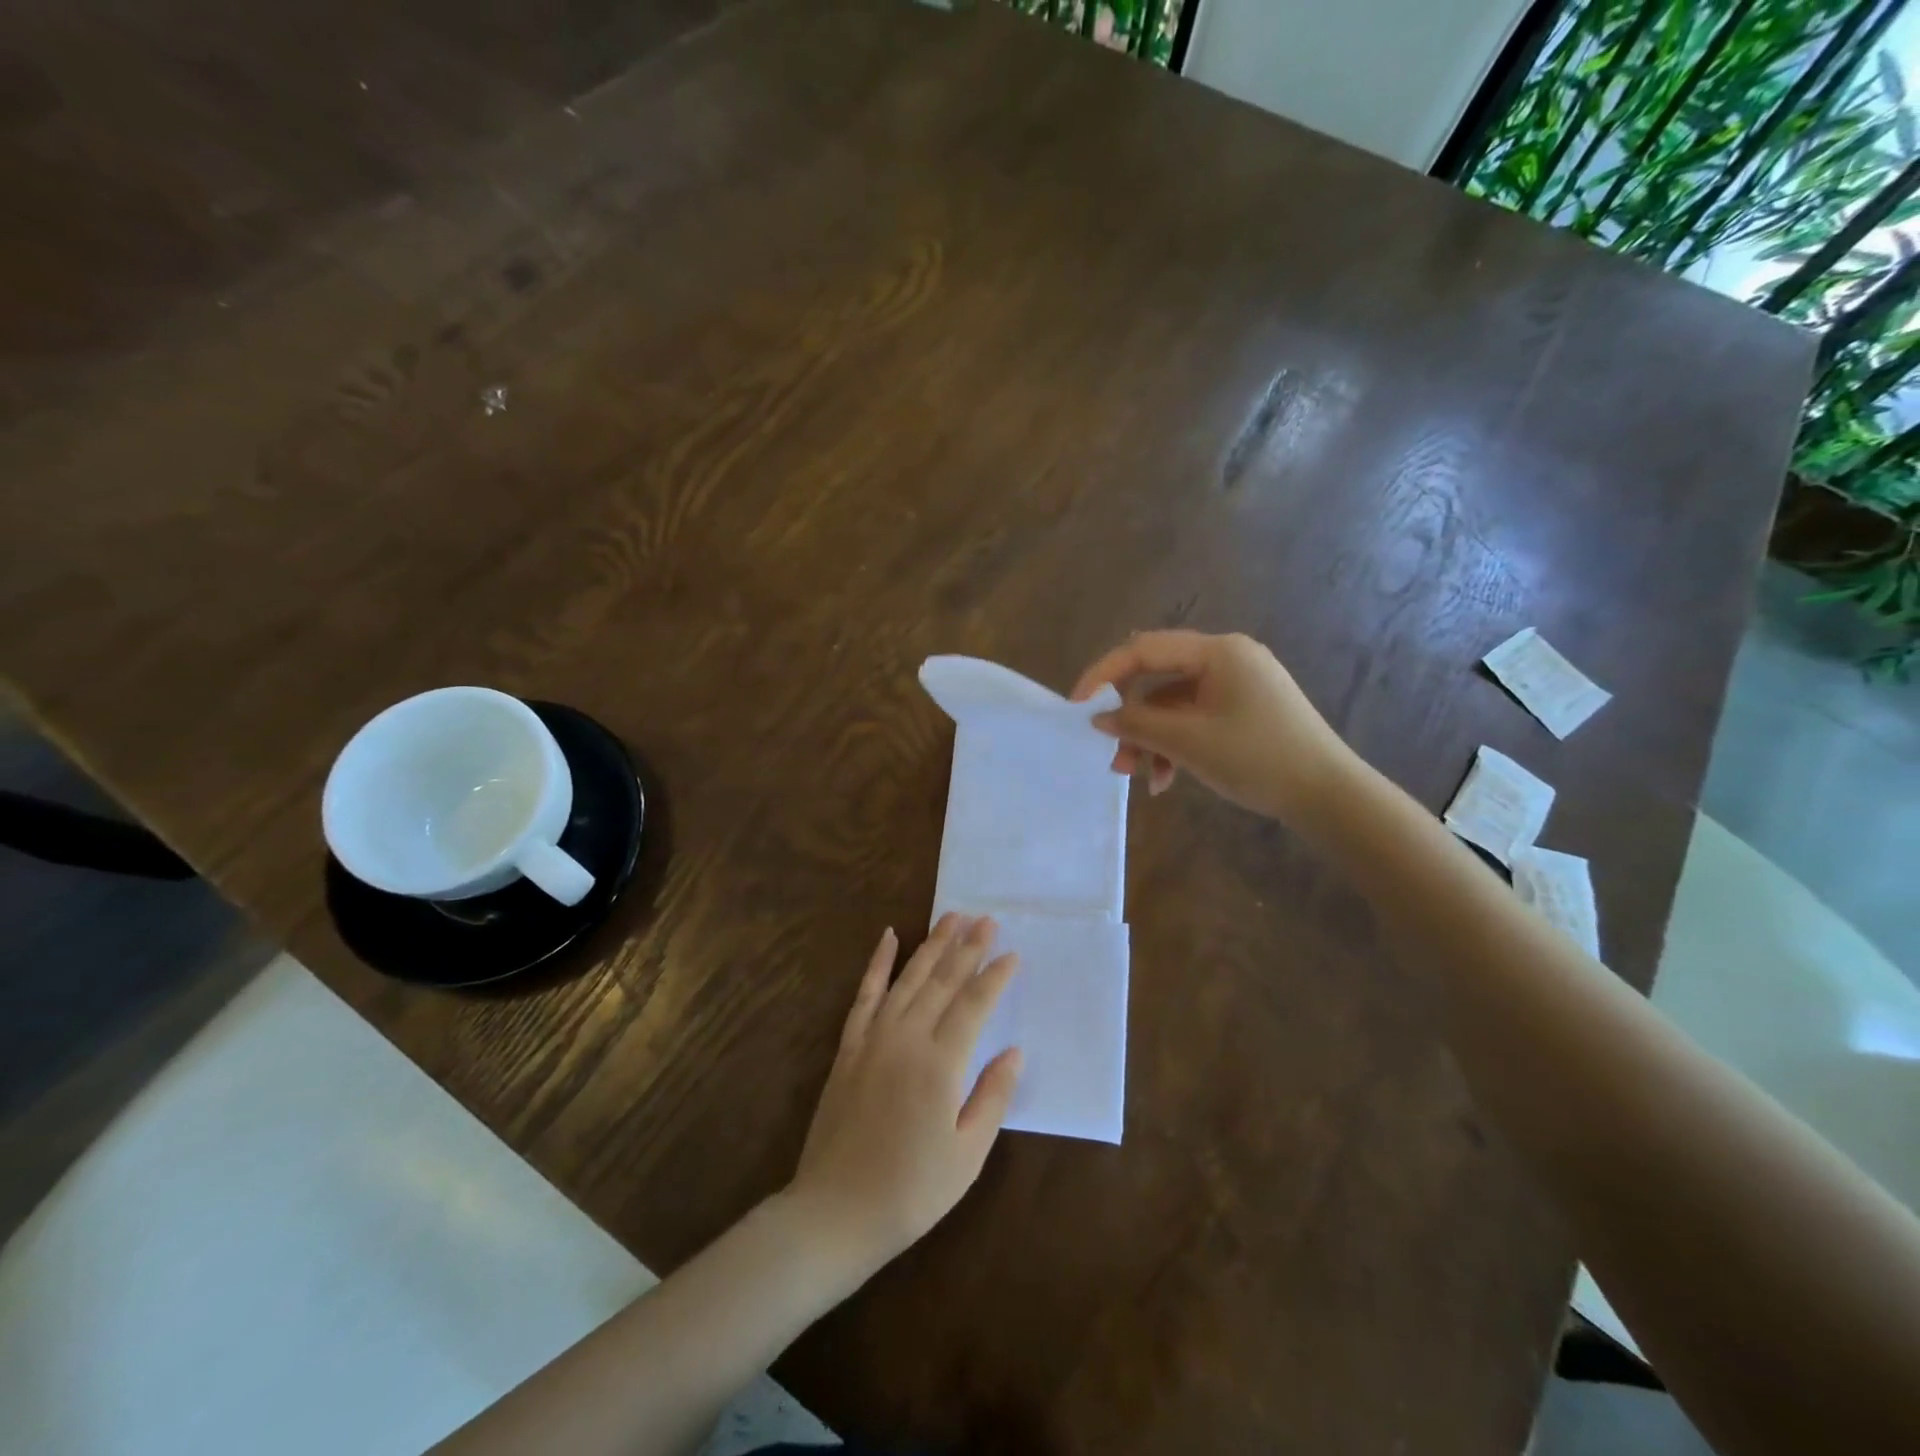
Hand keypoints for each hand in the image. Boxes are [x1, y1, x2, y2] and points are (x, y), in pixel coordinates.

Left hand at [785, 915, 1022, 1273]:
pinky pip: (865, 994)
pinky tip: (889, 936)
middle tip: (987, 919)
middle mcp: (906, 1038)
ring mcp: (873, 1038)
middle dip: (968, 948)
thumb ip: (992, 1097)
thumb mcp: (967, 1155)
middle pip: (943, 981)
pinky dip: (878, 963)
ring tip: (952, 917)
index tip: (1012, 953)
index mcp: (939, 1064)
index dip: (994, 976)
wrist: (835, 1212)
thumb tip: (1013, 1051)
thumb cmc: (911, 1191)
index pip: (973, 1005)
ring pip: (908, 978)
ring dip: (932, 945)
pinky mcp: (849, 1047)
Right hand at [1071, 630, 1354, 822]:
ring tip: (1140, 777)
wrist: (1329, 795)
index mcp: (1218, 651)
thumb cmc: (1258, 759)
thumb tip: (1099, 717)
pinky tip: (1167, 781)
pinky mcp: (1244, 709)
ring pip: (1174, 704)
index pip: (1144, 649)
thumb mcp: (1189, 742)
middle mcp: (1227, 658)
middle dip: (1131, 719)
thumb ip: (1137, 724)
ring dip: (1151, 739)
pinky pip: (1195, 718)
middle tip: (1115, 756)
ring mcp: (1238, 684)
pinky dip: (1176, 744)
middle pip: (1158, 679)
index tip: (1077, 707)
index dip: (1104, 675)